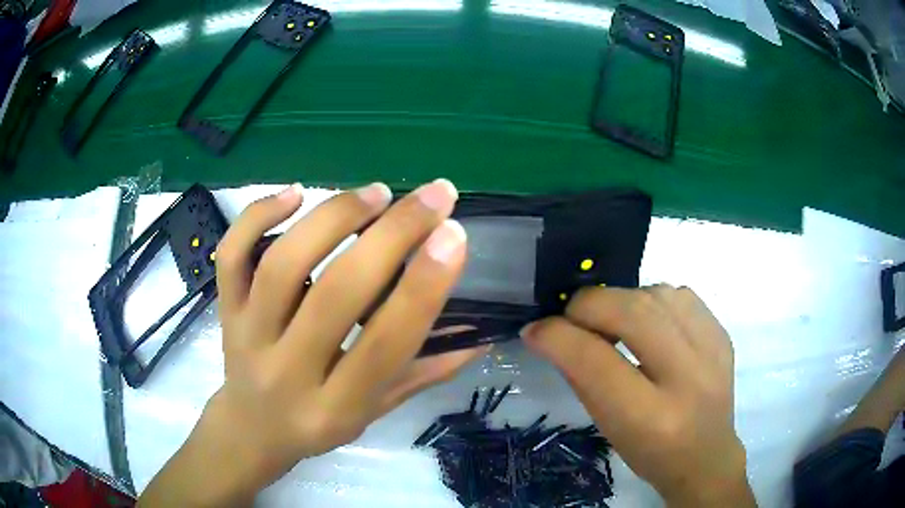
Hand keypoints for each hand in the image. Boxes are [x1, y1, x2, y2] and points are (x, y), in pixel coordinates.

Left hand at [139, 180, 487, 506]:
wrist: (250, 428)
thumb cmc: (318, 424)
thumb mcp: (374, 411)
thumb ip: (425, 373)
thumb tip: (480, 335)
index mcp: (336, 407)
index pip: (384, 344)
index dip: (422, 287)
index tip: (453, 235)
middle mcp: (287, 371)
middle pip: (335, 293)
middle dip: (391, 235)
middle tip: (433, 195)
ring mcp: (248, 334)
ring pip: (283, 265)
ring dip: (334, 218)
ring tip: (377, 193)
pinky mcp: (226, 308)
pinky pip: (233, 254)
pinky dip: (259, 214)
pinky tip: (297, 193)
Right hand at [521, 285, 755, 506]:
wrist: (707, 455)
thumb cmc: (650, 453)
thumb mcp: (607, 427)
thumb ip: (581, 378)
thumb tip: (551, 333)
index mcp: (651, 417)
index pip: (596, 362)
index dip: (558, 337)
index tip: (536, 330)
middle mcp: (687, 378)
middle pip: (632, 314)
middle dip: (588, 306)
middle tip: (571, 317)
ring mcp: (712, 350)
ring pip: (657, 294)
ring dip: (622, 300)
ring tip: (613, 321)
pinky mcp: (722, 334)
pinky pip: (680, 295)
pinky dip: (653, 300)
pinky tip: (649, 322)